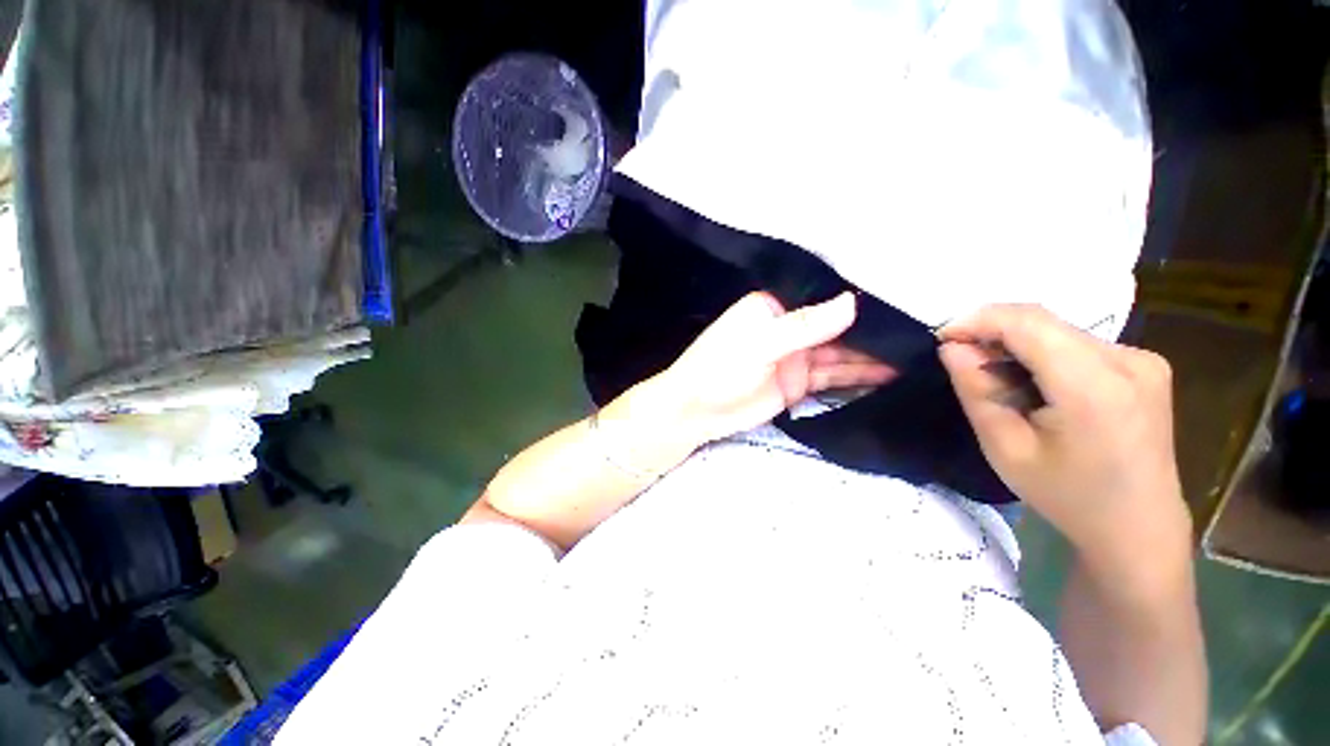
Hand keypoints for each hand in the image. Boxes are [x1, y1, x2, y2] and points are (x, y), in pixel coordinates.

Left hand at [658, 291, 895, 444]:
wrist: (696, 412)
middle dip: (873, 330)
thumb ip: (804, 326)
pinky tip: (889, 375)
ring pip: (840, 353)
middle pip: (836, 326)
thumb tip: (852, 303)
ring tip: (917, 354)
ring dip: (873, 356)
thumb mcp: (759, 343)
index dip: (858, 299)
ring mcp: (795, 356)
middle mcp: (789, 327)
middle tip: (921, 331)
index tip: (903, 297)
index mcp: (774, 307)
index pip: (822, 297)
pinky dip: (859, 377)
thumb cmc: (718, 368)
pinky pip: (834, 377)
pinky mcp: (798, 383)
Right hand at [938, 305, 1190, 577]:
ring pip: (1058, 330)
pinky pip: (1077, 343)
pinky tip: (1033, 384)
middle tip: (962, 361)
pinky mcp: (1144, 365)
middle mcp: (1128, 359)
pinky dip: (1042, 353)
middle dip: (992, 333)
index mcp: (1095, 386)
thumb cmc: (1067, 496)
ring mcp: (1142, 359)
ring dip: (1016, 344)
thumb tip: (952, 348)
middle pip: (1043, 322)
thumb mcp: (1005, 448)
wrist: (1138, 527)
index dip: (977, 320)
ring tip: (997, 380)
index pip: (1028, 322)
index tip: (942, 338)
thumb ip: (976, 390)